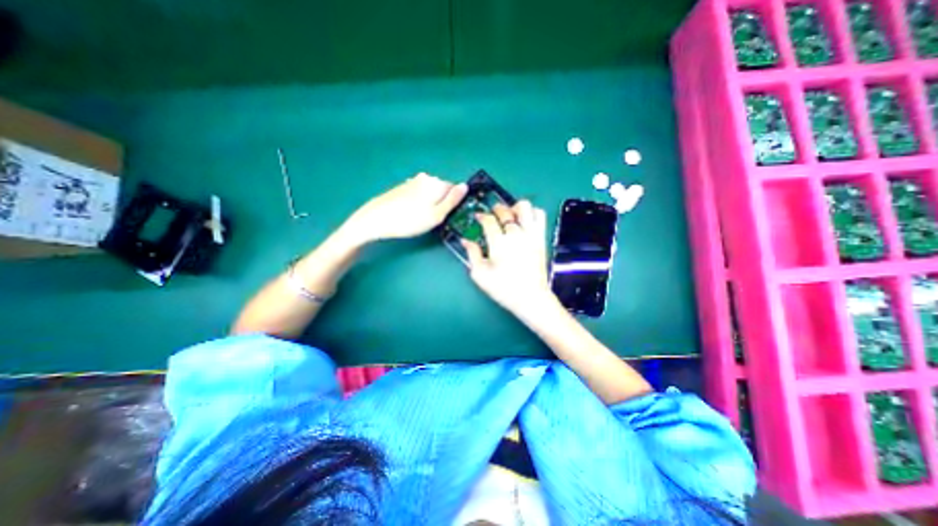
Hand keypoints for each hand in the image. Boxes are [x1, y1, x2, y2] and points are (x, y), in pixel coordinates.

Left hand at [345, 175, 466, 244]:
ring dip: (430, 203)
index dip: (453, 204)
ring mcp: (412, 181)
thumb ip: (452, 200)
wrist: (376, 219)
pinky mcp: (403, 187)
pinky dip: (419, 202)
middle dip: (441, 202)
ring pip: (430, 192)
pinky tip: (410, 213)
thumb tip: (465, 186)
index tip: (446, 216)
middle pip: (442, 190)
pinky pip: (419, 193)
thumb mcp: (436, 215)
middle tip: (432, 219)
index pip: (455, 189)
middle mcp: (426, 178)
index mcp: (436, 183)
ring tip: (420, 217)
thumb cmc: (409, 220)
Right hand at [460, 199, 555, 315]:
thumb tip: (465, 240)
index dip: (482, 216)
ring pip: (525, 207)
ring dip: (515, 207)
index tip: (478, 217)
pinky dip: (532, 212)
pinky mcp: (541, 238)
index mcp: (499, 243)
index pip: (489, 220)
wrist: (531, 298)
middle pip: (505, 211)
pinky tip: (525, 221)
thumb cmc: (503, 288)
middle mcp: (515, 234)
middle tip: (492, 215)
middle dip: (496, 209)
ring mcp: (531, 234)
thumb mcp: (480, 275)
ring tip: (511, 216)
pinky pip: (540, 216)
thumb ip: (472, 254)